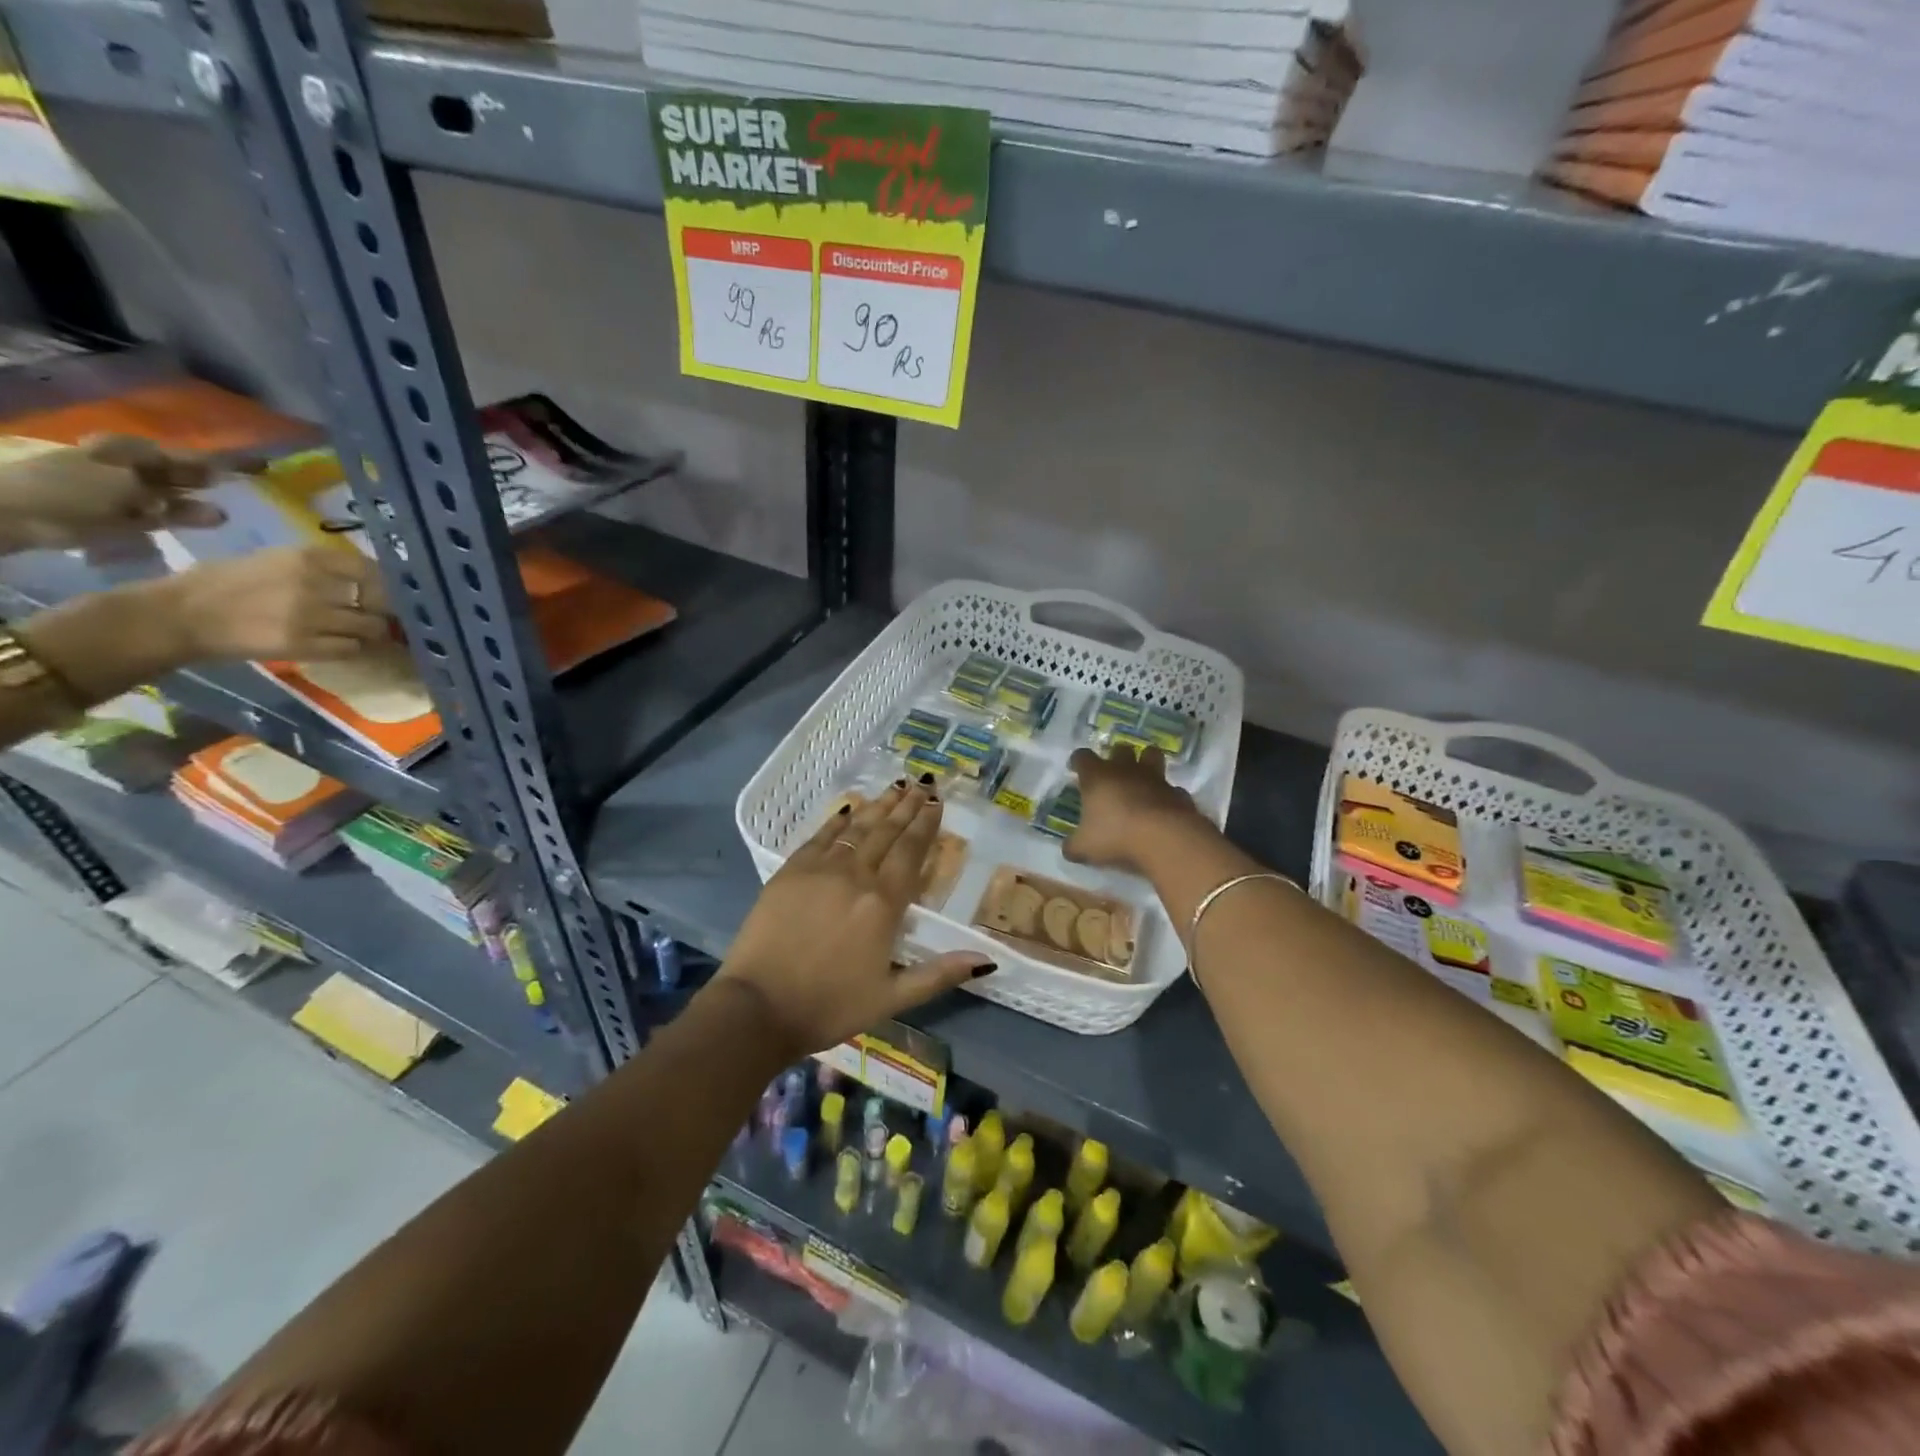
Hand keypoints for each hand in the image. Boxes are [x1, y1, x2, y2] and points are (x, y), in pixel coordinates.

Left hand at [0, 435, 239, 550]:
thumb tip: (220, 478)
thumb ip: (175, 483)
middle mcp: (134, 468)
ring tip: (232, 515)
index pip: (190, 454)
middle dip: (215, 479)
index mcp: (132, 452)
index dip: (227, 459)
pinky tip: (208, 525)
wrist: (15, 516)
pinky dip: (186, 519)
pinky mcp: (127, 518)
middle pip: (183, 473)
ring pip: (177, 496)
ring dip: (202, 504)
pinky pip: (166, 516)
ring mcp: (129, 494)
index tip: (264, 464)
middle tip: (258, 487)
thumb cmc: (70, 490)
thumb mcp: (128, 481)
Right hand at [157, 544, 390, 662]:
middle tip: (383, 617)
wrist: (177, 615)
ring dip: (371, 632)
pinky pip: (351, 648)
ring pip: (371, 627)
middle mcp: (314, 584)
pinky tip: (341, 645)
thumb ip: (319, 568)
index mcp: (306, 557)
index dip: (387, 584)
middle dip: (385, 610)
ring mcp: (311, 616)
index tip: (389, 593)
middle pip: (380, 601)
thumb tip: (365, 580)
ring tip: (361, 633)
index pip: (371, 569)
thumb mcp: (273, 561)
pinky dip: (352, 648)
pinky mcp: (304, 645)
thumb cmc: (221, 583)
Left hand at [719, 781, 994, 1055]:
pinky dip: (837, 821)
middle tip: (922, 783)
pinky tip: (848, 809)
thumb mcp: (891, 998)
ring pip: (856, 828)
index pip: (911, 853)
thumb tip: (986, 959)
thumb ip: (939, 974)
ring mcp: (819, 870)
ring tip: (895, 787)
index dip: (925, 825)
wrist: (758, 1008)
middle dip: (907, 806)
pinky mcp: (789, 872)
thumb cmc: (830, 1006)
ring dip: (878, 806)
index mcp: (883, 904)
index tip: (936, 802)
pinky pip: (819, 837)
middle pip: (886, 832)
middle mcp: (855, 876)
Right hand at [1066, 744, 1208, 872]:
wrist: (1165, 839)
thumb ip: (1074, 846)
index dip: (1079, 761)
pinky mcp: (1178, 793)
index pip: (1083, 757)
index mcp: (1097, 777)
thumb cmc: (1115, 836)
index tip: (1076, 769)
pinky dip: (1168, 796)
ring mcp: (1156, 779)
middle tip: (1112, 773)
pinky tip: (1164, 808)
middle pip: (1121, 748)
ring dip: (1147, 762)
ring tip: (1142, 779)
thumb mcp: (1084, 847)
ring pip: (1153, 756)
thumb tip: (1068, 849)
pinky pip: (1173, 789)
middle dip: (1116, 756)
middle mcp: (1126, 770)